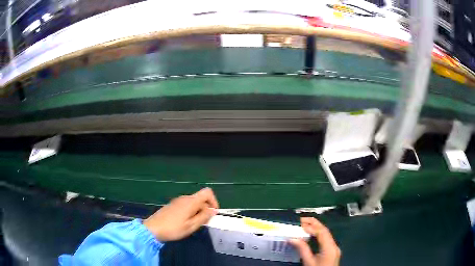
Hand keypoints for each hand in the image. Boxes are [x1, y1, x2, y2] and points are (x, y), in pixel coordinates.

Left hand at [143, 187, 218, 241]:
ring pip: (194, 202)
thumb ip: (204, 217)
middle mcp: (185, 198)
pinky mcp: (173, 205)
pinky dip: (191, 211)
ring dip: (198, 211)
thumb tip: (213, 210)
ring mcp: (178, 201)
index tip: (213, 213)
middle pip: (201, 198)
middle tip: (203, 222)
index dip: (213, 201)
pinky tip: (185, 222)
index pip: (207, 192)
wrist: (153, 229)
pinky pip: (187, 205)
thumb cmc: (173, 228)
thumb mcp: (191, 226)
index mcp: (191, 201)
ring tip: (194, 224)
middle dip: (206, 208)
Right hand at [289, 217, 340, 265]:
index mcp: (330, 247)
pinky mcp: (332, 251)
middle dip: (314, 223)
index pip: (322, 232)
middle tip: (301, 219)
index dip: (311, 226)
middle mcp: (334, 245)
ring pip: (326, 234)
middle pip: (325, 231)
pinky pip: (326, 239)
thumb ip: (302, 249)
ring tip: (304, 224)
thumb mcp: (308, 262)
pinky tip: (311, 235)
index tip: (300, 223)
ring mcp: (334, 248)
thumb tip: (292, 238)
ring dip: (316, 228)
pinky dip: (318, 235)